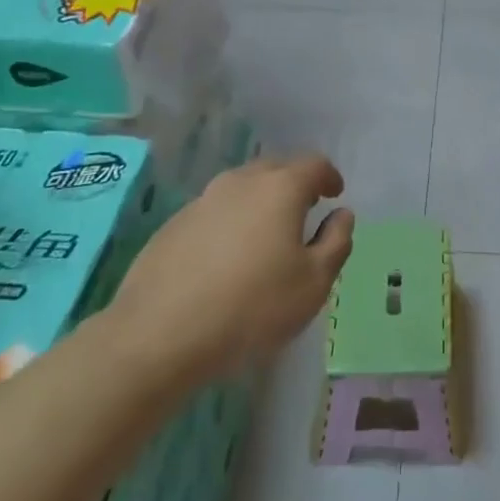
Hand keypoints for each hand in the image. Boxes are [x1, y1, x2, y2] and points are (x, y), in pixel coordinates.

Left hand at [109, 154, 354, 384]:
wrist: (158, 336)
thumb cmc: (251, 307)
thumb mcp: (313, 284)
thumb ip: (336, 242)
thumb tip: (342, 215)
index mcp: (281, 188)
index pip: (314, 164)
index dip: (329, 176)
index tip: (335, 194)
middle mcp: (242, 181)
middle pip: (276, 168)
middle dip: (295, 184)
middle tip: (304, 212)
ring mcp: (203, 200)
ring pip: (242, 188)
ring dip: (259, 202)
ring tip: (265, 236)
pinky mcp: (173, 225)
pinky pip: (214, 212)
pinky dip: (229, 223)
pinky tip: (226, 258)